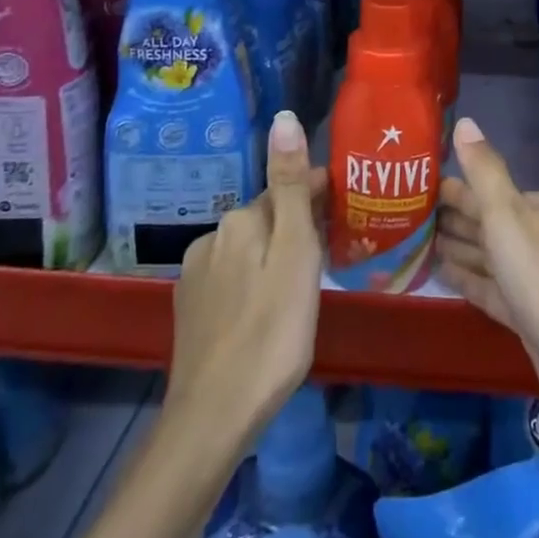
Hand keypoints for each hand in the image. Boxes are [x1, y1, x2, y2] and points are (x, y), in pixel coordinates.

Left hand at [168, 111, 326, 438]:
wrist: (213, 419)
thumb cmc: (272, 331)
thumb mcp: (295, 253)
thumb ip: (289, 186)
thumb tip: (283, 118)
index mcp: (241, 220)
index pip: (287, 188)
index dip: (320, 196)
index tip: (348, 214)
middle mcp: (212, 237)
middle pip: (268, 218)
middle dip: (297, 226)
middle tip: (331, 255)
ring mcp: (196, 275)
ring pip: (250, 249)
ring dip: (275, 254)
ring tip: (303, 286)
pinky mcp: (190, 310)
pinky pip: (233, 278)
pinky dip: (254, 282)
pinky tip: (267, 310)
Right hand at [436, 118, 538, 464]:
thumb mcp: (509, 218)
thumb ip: (485, 172)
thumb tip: (464, 121)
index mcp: (530, 209)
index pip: (479, 189)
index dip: (445, 187)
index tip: (405, 185)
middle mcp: (529, 236)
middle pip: (479, 220)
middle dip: (443, 216)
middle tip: (395, 212)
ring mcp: (526, 277)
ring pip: (480, 253)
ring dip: (449, 245)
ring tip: (405, 240)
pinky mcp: (521, 313)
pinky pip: (484, 286)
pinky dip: (462, 277)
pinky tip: (435, 273)